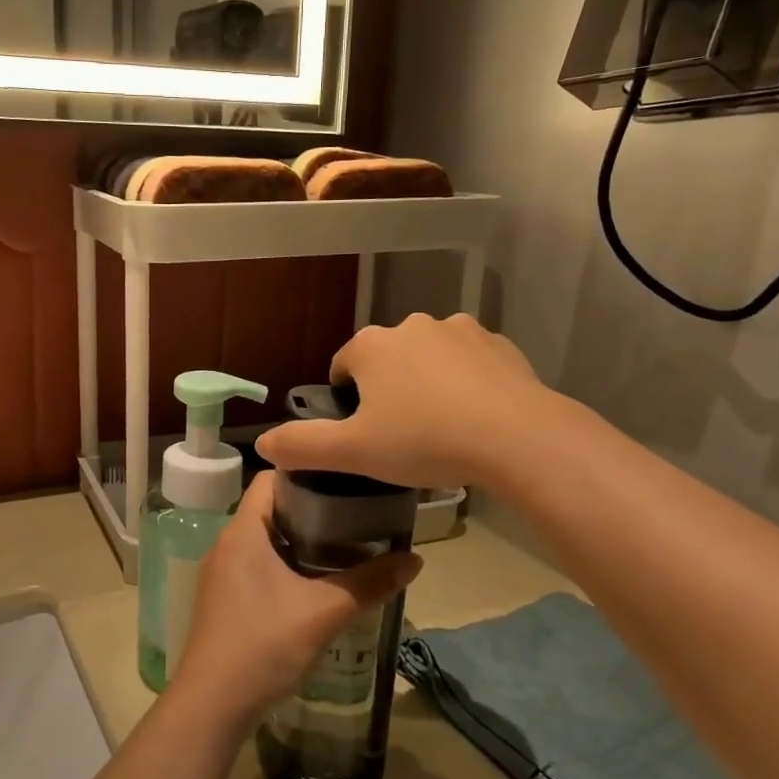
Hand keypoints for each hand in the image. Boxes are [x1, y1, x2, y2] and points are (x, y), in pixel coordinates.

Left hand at [168, 473, 421, 734]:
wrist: (212, 706)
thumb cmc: (263, 645)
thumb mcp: (323, 612)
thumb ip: (370, 584)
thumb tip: (416, 560)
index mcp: (243, 532)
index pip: (270, 479)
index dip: (305, 471)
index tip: (345, 477)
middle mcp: (228, 544)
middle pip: (271, 508)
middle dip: (313, 507)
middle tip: (357, 511)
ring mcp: (223, 574)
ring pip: (266, 539)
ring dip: (302, 539)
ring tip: (347, 543)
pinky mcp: (226, 600)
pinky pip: (259, 565)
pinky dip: (289, 564)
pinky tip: (319, 582)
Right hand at [254, 313, 550, 490]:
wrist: (516, 438)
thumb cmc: (424, 441)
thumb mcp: (354, 452)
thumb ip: (303, 445)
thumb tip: (262, 443)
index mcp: (372, 346)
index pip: (343, 364)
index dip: (345, 397)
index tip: (360, 429)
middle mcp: (413, 326)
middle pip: (387, 358)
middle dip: (387, 388)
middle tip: (399, 434)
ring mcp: (460, 331)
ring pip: (429, 357)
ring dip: (427, 381)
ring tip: (440, 426)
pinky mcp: (499, 345)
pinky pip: (470, 362)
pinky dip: (466, 382)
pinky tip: (475, 417)